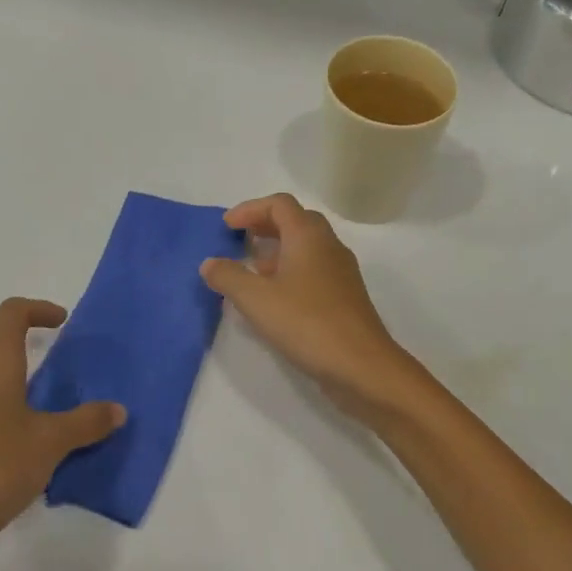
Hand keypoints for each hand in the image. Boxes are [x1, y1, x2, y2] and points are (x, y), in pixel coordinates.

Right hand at [200, 193, 421, 420]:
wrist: (361, 366)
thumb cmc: (307, 323)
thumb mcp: (256, 300)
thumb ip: (229, 277)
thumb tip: (210, 263)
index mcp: (308, 236)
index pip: (280, 204)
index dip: (250, 209)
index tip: (226, 228)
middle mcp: (329, 246)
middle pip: (296, 220)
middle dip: (265, 226)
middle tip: (240, 242)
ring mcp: (341, 272)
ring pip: (307, 247)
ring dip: (278, 251)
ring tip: (252, 271)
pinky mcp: (345, 296)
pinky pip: (315, 270)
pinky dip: (291, 272)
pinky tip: (276, 299)